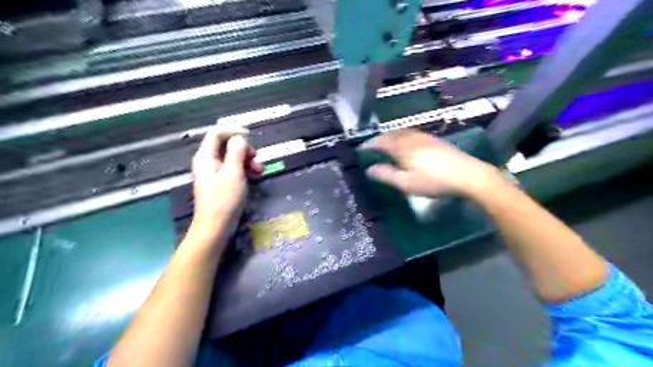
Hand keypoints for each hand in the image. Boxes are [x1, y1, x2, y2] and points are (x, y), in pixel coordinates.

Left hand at [189, 127, 261, 239]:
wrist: (216, 227)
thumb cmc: (224, 199)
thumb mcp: (233, 173)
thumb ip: (236, 152)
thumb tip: (239, 138)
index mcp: (206, 156)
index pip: (217, 133)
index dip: (233, 130)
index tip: (250, 135)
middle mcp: (208, 161)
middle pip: (226, 145)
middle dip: (244, 148)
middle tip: (256, 157)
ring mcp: (214, 173)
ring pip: (232, 157)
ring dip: (248, 160)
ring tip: (260, 170)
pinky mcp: (221, 182)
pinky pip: (234, 169)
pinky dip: (245, 170)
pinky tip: (256, 176)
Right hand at [362, 129, 500, 197]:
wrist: (468, 174)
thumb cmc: (434, 181)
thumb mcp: (406, 183)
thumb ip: (386, 175)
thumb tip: (369, 170)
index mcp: (402, 147)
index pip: (380, 142)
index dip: (369, 145)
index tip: (360, 150)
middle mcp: (412, 138)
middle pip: (391, 134)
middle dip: (379, 139)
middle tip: (372, 148)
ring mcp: (425, 137)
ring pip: (402, 133)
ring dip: (391, 137)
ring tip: (386, 145)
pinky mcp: (434, 140)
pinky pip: (412, 134)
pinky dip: (402, 137)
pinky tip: (406, 145)